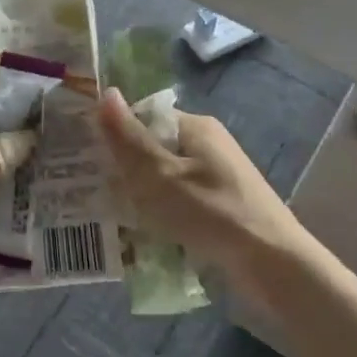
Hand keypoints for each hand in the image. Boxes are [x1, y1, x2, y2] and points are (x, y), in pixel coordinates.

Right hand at [96, 89, 307, 285]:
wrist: (272, 264)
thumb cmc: (211, 212)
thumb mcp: (159, 175)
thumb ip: (128, 138)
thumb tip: (105, 92)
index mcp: (195, 127)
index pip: (143, 118)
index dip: (113, 133)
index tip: (84, 156)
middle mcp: (207, 146)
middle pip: (152, 148)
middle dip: (123, 169)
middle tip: (89, 190)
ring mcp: (216, 177)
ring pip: (163, 179)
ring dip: (139, 195)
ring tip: (108, 216)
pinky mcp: (220, 206)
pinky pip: (178, 202)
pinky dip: (160, 214)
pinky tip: (141, 236)